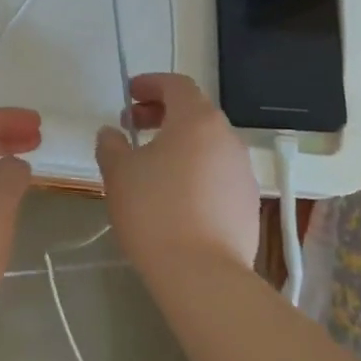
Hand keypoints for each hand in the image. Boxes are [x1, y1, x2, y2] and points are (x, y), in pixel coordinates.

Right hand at [95, 73, 258, 285]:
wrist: (203, 275)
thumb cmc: (155, 211)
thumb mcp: (119, 173)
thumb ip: (111, 145)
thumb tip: (111, 134)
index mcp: (197, 120)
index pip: (176, 85)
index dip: (150, 84)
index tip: (129, 95)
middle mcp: (227, 138)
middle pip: (195, 112)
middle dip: (162, 113)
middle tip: (133, 127)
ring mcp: (243, 171)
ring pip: (208, 144)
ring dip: (180, 143)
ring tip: (151, 164)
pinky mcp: (248, 203)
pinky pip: (218, 172)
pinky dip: (195, 170)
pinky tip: (175, 196)